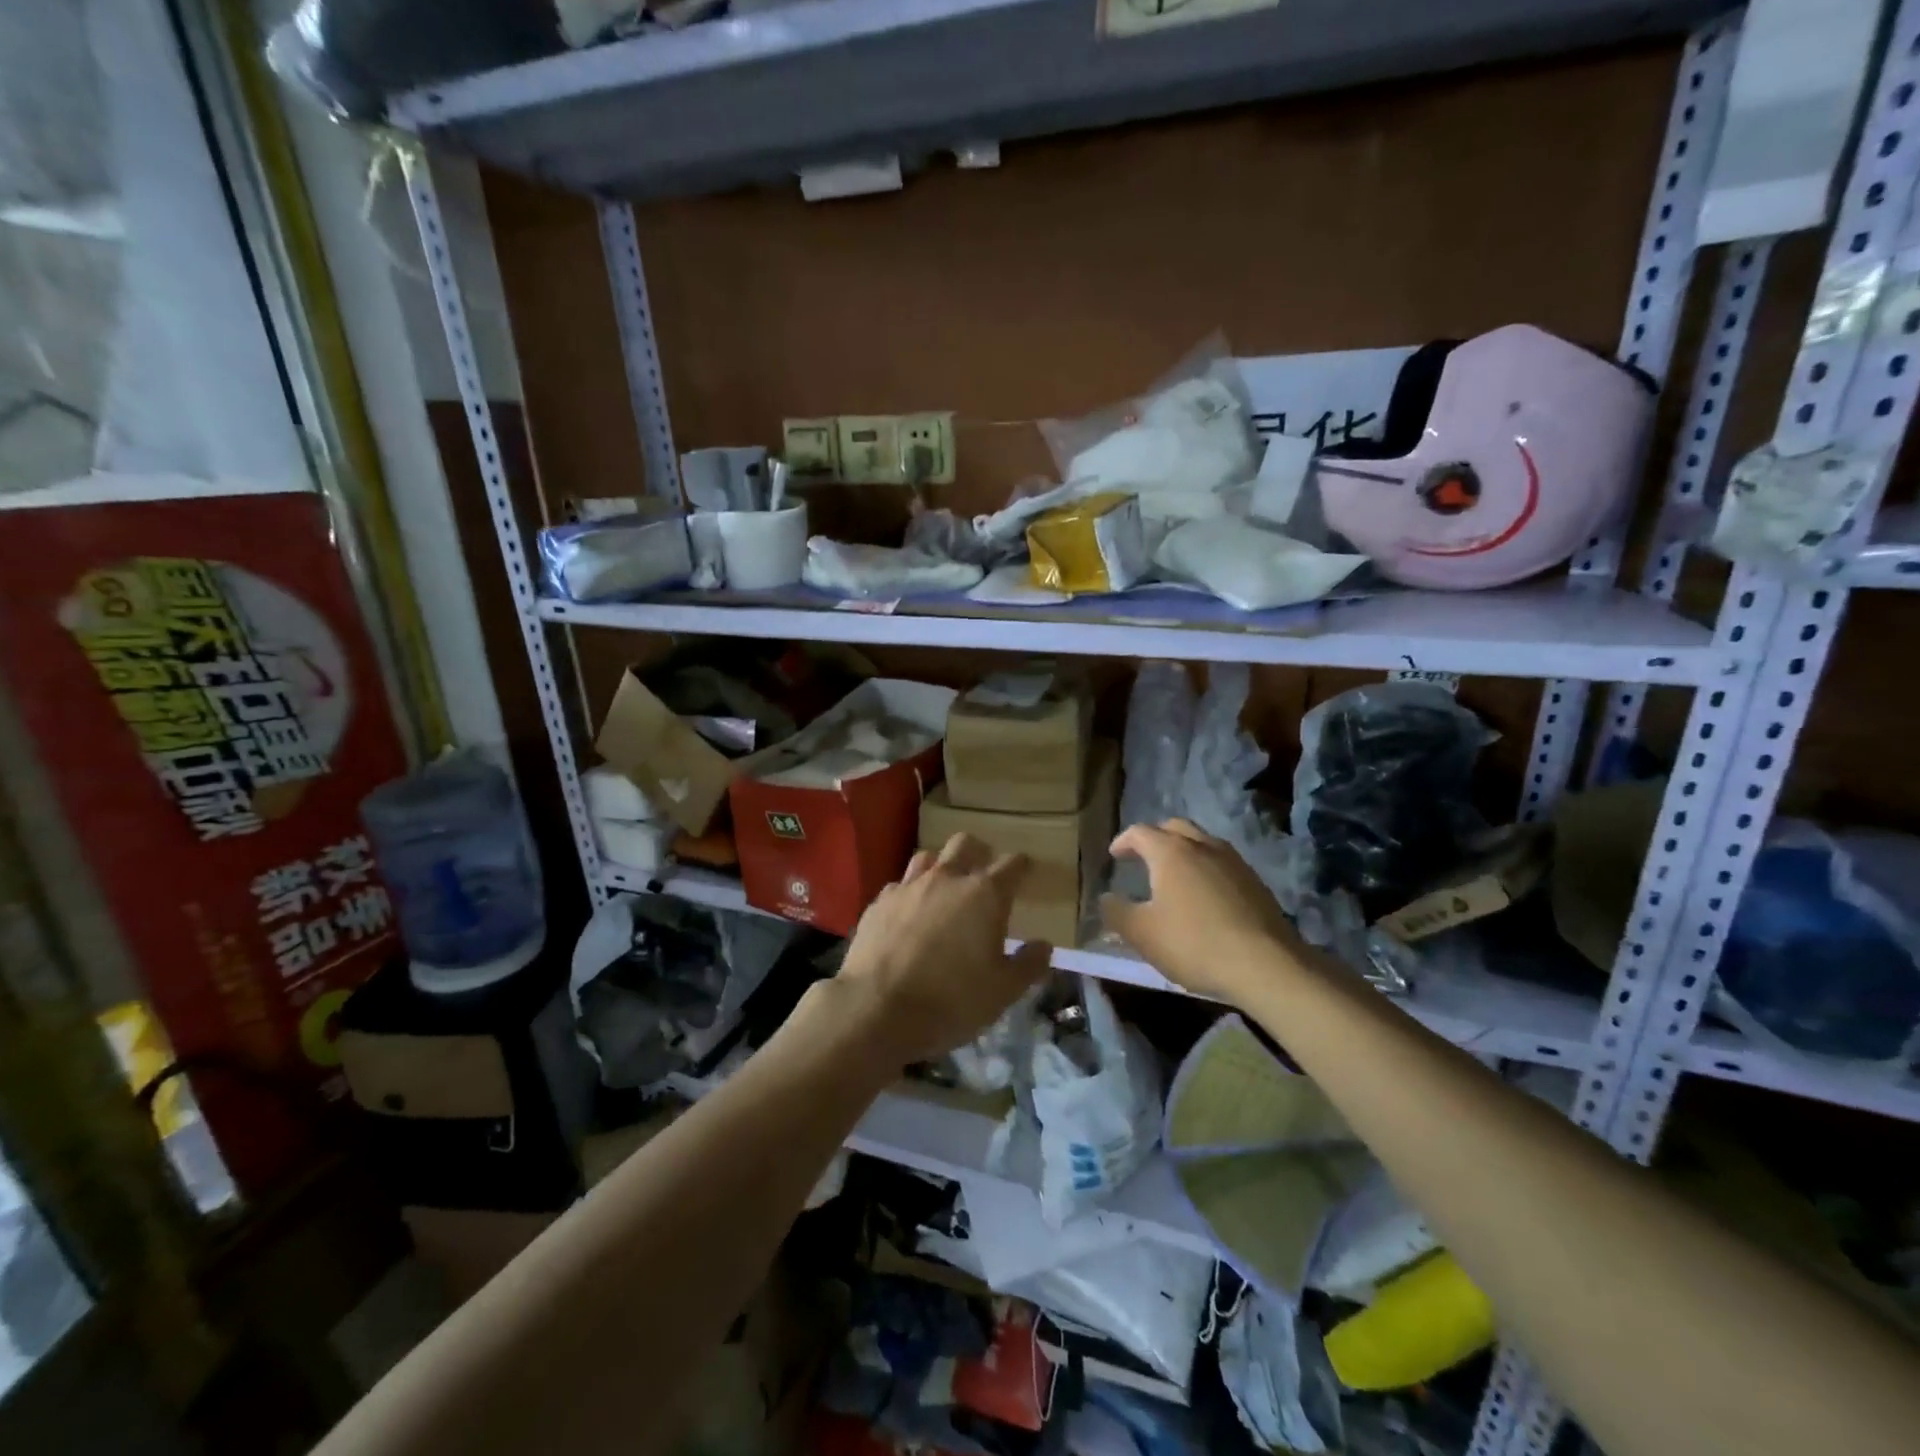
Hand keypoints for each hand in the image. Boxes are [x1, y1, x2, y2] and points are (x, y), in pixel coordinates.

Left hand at [834, 833, 1051, 1067]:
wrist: (876, 1009)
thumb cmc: (950, 1001)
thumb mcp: (1002, 992)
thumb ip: (1028, 965)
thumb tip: (1044, 946)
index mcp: (984, 895)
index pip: (1012, 864)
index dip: (1022, 866)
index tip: (1026, 872)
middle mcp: (946, 879)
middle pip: (965, 843)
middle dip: (979, 852)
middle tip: (984, 873)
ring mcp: (908, 887)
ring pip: (929, 857)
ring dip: (941, 867)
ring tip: (945, 890)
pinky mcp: (878, 902)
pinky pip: (899, 885)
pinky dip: (910, 894)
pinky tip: (909, 914)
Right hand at [1100, 819, 1300, 1001]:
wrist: (1265, 965)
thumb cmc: (1193, 943)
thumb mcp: (1141, 933)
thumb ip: (1116, 912)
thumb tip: (1106, 898)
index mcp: (1171, 852)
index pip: (1140, 832)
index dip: (1123, 841)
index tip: (1114, 856)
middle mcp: (1202, 846)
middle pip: (1174, 827)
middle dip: (1155, 837)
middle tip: (1143, 856)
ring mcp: (1233, 862)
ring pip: (1202, 842)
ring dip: (1184, 851)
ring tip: (1175, 875)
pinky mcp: (1255, 882)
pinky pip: (1222, 863)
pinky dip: (1206, 868)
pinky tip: (1205, 895)